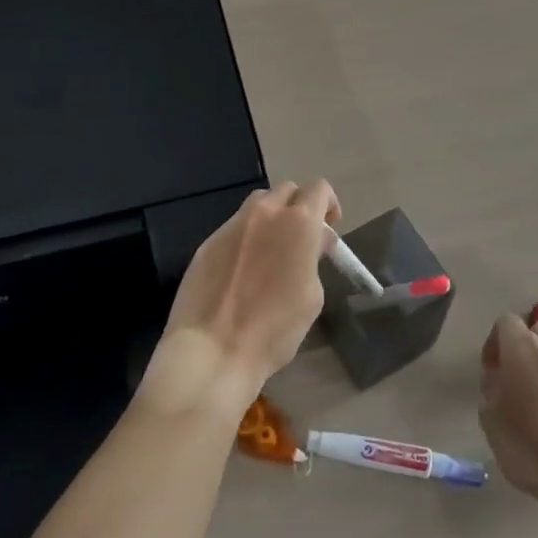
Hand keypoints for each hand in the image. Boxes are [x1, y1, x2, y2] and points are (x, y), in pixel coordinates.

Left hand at [146, 180, 338, 414]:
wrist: (213, 349)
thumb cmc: (274, 328)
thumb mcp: (311, 296)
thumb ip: (314, 258)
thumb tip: (313, 242)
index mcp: (297, 222)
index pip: (319, 189)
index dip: (328, 203)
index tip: (329, 226)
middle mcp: (265, 212)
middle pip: (287, 190)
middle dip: (299, 207)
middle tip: (302, 238)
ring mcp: (233, 224)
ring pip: (258, 204)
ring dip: (271, 216)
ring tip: (272, 249)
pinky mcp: (208, 241)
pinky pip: (235, 227)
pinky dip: (246, 237)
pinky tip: (243, 268)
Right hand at [479, 314, 537, 511]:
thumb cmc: (530, 444)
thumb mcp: (490, 419)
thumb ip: (490, 389)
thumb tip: (498, 380)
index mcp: (522, 345)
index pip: (505, 322)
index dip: (494, 343)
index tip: (491, 370)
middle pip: (537, 332)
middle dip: (526, 349)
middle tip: (517, 380)